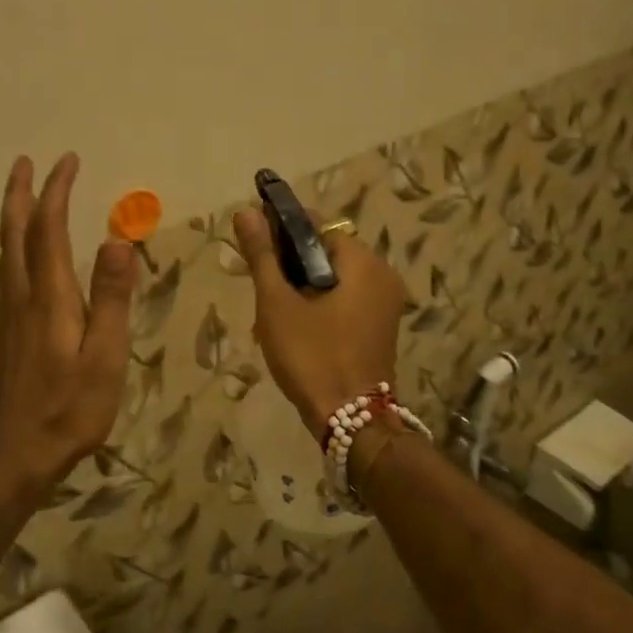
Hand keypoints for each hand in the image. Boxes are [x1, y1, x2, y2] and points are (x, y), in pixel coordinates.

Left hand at [0, 154, 137, 491]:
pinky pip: (2, 274)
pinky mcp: (1, 333)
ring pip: (3, 252)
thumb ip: (111, 298)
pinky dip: (9, 249)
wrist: (16, 454)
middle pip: (14, 232)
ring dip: (12, 217)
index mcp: (49, 296)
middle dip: (21, 193)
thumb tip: (116, 240)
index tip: (67, 161)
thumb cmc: (70, 408)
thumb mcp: (105, 356)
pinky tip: (15, 258)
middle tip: (26, 162)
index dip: (56, 192)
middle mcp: (19, 295)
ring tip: (21, 198)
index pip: (49, 229)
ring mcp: (5, 315)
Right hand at [232, 209, 405, 432]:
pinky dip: (321, 304)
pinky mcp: (381, 327)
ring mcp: (386, 303)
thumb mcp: (277, 304)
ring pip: (335, 278)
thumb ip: (262, 255)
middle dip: (290, 265)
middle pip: (327, 252)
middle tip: (261, 288)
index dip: (283, 231)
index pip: (318, 226)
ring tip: (272, 312)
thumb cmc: (311, 356)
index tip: (254, 246)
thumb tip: (245, 211)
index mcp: (363, 262)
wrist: (351, 420)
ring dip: (303, 287)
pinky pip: (347, 300)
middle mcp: (382, 275)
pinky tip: (296, 327)